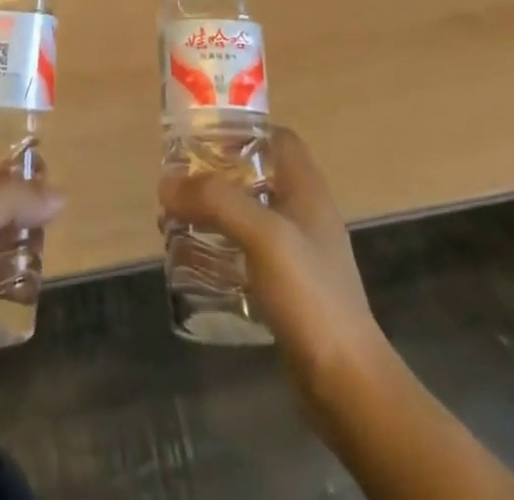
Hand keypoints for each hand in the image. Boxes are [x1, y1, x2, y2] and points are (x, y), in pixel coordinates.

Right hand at [159, 127, 385, 417]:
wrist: (346, 385)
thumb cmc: (310, 295)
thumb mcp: (262, 236)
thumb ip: (215, 201)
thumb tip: (166, 181)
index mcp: (306, 188)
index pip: (276, 137)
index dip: (241, 130)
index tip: (200, 137)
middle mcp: (303, 212)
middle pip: (255, 173)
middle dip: (215, 174)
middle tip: (177, 183)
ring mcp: (296, 252)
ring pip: (247, 213)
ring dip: (212, 212)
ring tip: (173, 221)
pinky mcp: (286, 287)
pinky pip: (246, 251)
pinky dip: (219, 247)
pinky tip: (193, 261)